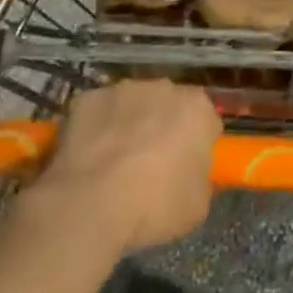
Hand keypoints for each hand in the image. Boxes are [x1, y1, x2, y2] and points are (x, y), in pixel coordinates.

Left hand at [26, 81, 221, 252]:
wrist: (90, 205)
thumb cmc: (154, 205)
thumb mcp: (197, 205)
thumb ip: (200, 179)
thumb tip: (189, 175)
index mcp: (197, 108)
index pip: (206, 121)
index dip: (197, 144)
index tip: (186, 167)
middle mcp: (163, 88)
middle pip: (169, 106)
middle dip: (163, 127)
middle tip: (152, 166)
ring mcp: (122, 90)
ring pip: (132, 105)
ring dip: (129, 125)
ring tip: (114, 165)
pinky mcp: (86, 99)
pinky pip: (97, 113)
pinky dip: (95, 130)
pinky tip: (88, 159)